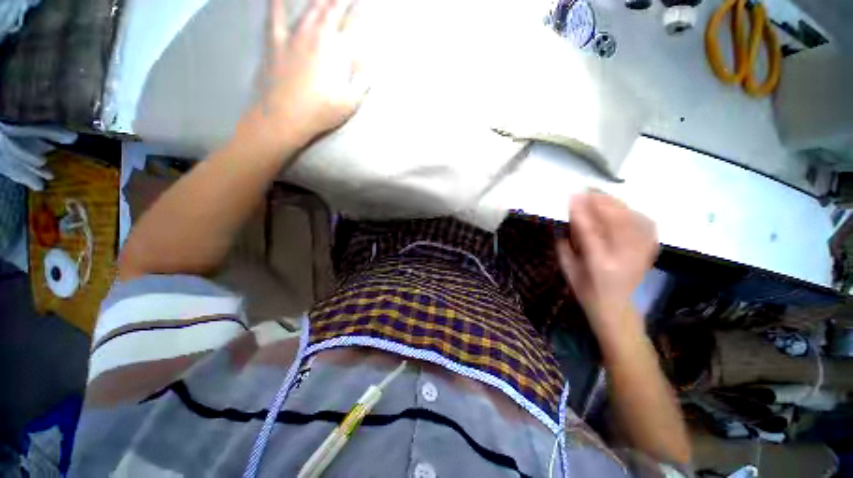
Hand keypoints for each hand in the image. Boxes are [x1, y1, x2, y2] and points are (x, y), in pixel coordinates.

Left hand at [237, 0, 369, 156]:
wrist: (284, 116)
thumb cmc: (321, 112)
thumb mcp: (350, 103)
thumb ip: (363, 82)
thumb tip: (372, 66)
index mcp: (337, 51)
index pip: (354, 24)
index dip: (360, 11)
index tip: (365, 4)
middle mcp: (317, 36)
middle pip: (331, 7)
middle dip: (340, 0)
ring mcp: (294, 36)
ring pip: (309, 7)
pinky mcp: (275, 41)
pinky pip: (275, 14)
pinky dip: (277, 2)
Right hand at [556, 192, 657, 335]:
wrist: (615, 306)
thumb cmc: (586, 289)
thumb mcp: (567, 269)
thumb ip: (563, 245)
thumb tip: (564, 222)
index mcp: (598, 264)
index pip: (589, 232)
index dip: (581, 212)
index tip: (572, 197)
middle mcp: (623, 258)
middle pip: (617, 222)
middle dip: (601, 202)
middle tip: (587, 190)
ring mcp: (640, 254)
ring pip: (633, 221)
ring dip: (617, 204)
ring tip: (602, 195)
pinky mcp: (648, 252)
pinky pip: (646, 226)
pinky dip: (634, 213)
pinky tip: (623, 208)